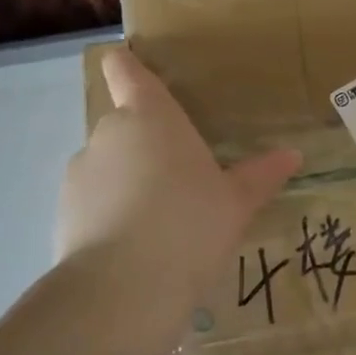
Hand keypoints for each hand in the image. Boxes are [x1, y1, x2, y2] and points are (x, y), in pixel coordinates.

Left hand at [58, 50, 300, 339]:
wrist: (122, 291)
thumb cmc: (190, 225)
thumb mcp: (236, 202)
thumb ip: (261, 175)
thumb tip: (293, 155)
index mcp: (151, 117)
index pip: (127, 72)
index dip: (126, 65)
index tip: (128, 63)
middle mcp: (109, 134)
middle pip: (124, 124)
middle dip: (147, 143)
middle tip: (181, 176)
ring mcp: (80, 173)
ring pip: (108, 165)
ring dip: (128, 179)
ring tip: (160, 219)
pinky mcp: (62, 213)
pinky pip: (93, 201)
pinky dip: (110, 213)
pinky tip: (136, 246)